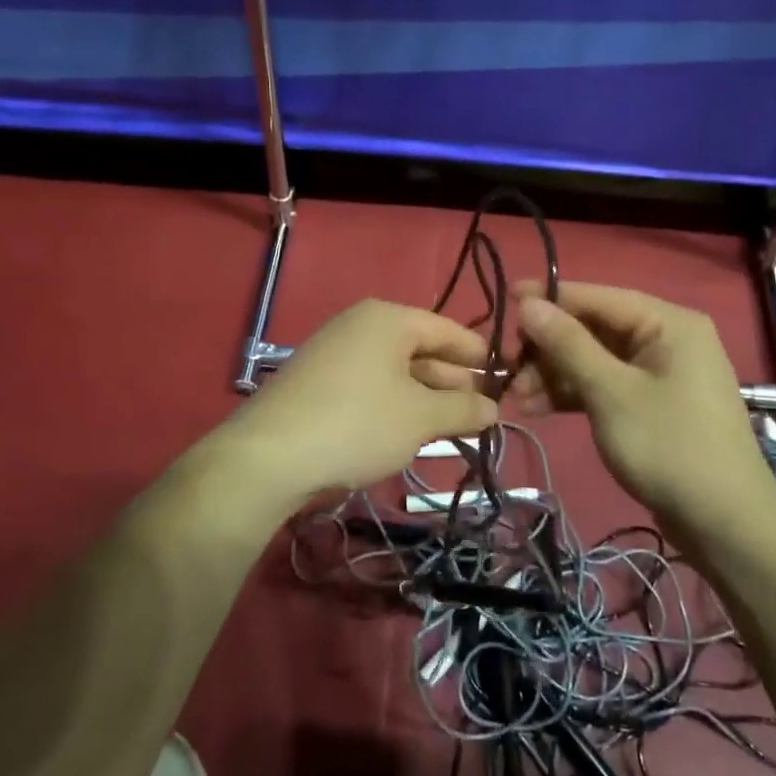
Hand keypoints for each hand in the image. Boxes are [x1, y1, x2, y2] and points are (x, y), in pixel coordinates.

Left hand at [217, 299, 498, 503]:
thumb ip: (463, 409)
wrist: (269, 456)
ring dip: (425, 397)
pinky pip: (370, 385)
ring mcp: (334, 352)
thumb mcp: (420, 418)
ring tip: (453, 426)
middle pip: (421, 349)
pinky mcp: (317, 382)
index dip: (478, 354)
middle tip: (483, 412)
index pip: (447, 330)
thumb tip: (493, 408)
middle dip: (453, 381)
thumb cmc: (358, 424)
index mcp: (388, 319)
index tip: (505, 377)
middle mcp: (360, 326)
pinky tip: (408, 431)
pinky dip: (395, 404)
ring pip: (395, 371)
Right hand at [510, 282, 775, 543]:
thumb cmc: (668, 446)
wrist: (724, 523)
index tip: (505, 298)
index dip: (549, 297)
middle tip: (505, 367)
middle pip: (593, 329)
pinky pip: (605, 386)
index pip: (598, 297)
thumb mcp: (610, 391)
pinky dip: (573, 394)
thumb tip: (529, 303)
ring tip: (514, 397)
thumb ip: (567, 344)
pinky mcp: (651, 405)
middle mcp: (666, 339)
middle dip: (547, 348)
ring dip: (554, 375)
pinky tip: (536, 408)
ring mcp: (660, 374)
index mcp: (668, 323)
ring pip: (594, 360)